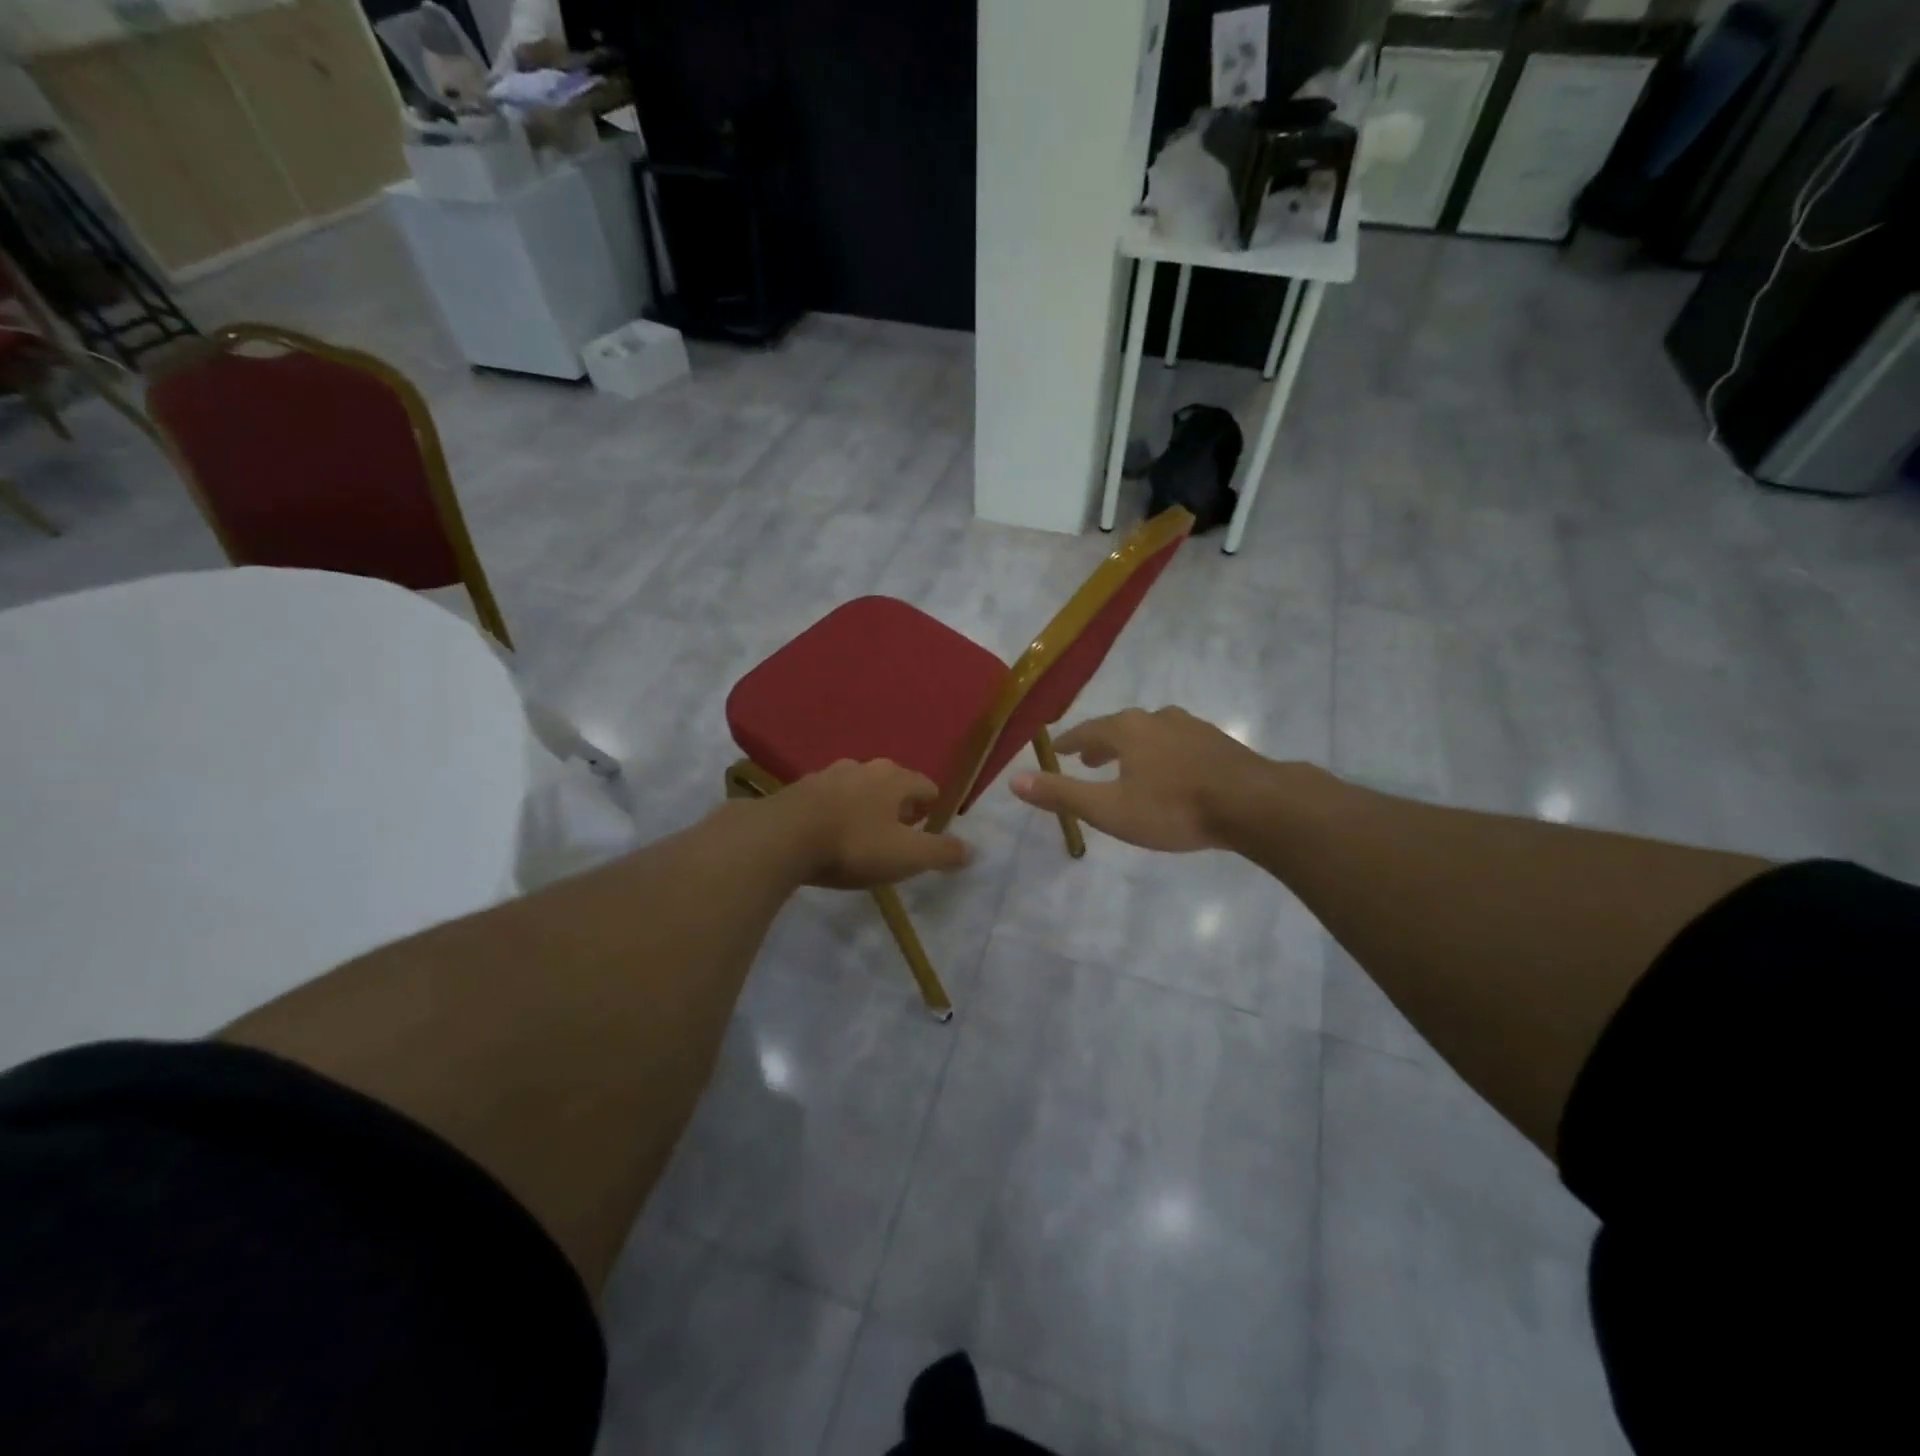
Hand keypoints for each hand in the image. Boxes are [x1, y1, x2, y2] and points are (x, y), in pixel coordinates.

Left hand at [772, 759, 971, 889]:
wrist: (782, 837)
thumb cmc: (854, 844)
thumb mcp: (906, 856)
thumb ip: (941, 852)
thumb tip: (972, 850)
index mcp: (894, 778)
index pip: (925, 784)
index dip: (932, 805)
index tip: (930, 824)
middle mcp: (864, 767)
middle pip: (892, 782)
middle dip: (899, 803)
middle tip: (900, 830)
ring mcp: (828, 774)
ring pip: (858, 787)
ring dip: (866, 805)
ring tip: (865, 831)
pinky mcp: (800, 789)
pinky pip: (829, 797)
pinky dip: (837, 810)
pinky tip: (830, 832)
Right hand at [1011, 707, 1270, 851]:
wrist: (1254, 803)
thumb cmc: (1174, 808)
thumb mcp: (1110, 809)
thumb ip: (1063, 795)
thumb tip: (1014, 780)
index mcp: (1127, 730)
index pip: (1087, 730)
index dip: (1069, 742)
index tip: (1057, 749)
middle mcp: (1157, 719)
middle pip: (1120, 727)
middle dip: (1101, 743)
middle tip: (1088, 758)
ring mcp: (1191, 727)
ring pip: (1152, 732)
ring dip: (1134, 746)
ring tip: (1129, 764)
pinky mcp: (1218, 742)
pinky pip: (1178, 742)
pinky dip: (1163, 752)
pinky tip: (1172, 770)